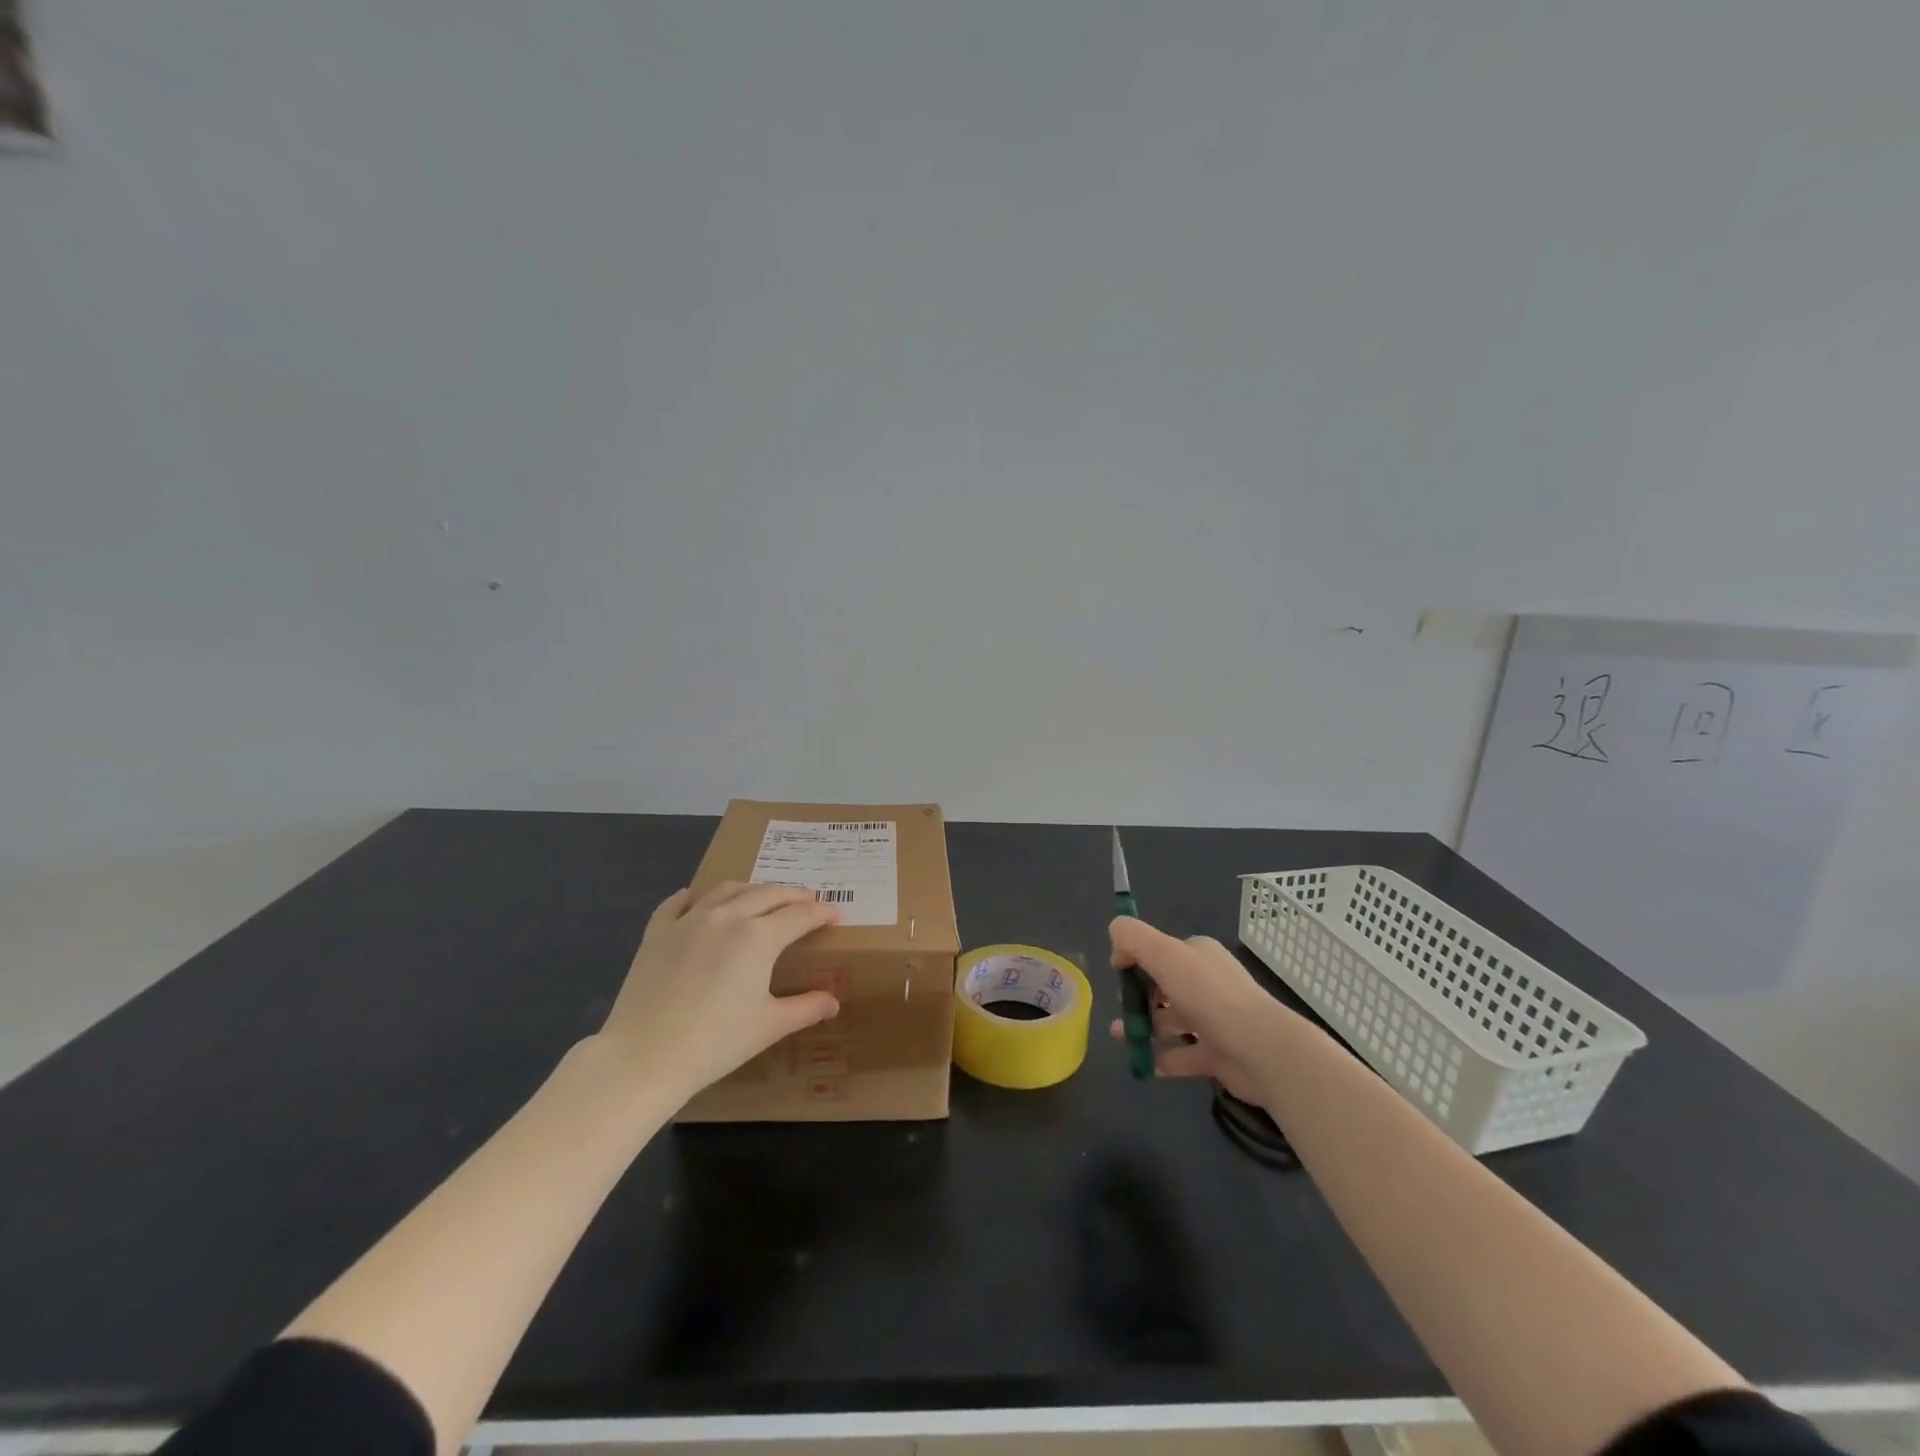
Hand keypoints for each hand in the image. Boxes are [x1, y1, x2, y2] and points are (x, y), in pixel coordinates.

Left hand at [594, 881, 841, 1100]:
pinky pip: (678, 903)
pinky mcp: (657, 932)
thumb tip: (832, 1002)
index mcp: (759, 936)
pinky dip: (694, 897)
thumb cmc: (715, 1042)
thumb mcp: (769, 1027)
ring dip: (752, 889)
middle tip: (808, 901)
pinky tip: (697, 900)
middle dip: (793, 894)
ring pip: (727, 890)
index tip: (835, 915)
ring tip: (761, 898)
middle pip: (768, 893)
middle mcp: (727, 916)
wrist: (644, 1056)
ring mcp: (689, 920)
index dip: (822, 913)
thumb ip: (805, 1008)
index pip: (800, 915)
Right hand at [1107, 917, 1291, 1107]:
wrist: (1261, 1050)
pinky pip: (1183, 1055)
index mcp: (1200, 955)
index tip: (1118, 975)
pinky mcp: (1218, 1055)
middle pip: (1165, 988)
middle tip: (1119, 1010)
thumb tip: (1115, 943)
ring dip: (1144, 1028)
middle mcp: (1208, 984)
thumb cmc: (1210, 996)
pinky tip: (1142, 1064)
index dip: (1137, 960)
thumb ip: (1133, 938)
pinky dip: (1162, 1059)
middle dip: (1138, 998)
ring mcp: (1215, 1021)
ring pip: (1171, 1021)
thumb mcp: (1164, 954)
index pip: (1163, 952)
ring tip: (1120, 1037)